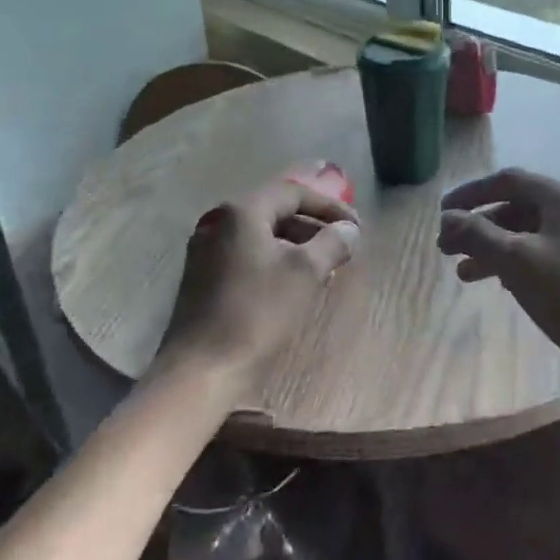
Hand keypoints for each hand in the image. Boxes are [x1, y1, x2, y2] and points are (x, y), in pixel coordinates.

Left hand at [154, 174, 360, 404]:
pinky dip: (276, 261)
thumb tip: (349, 229)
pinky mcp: (205, 277)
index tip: (356, 226)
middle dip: (314, 226)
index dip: (329, 205)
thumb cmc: (257, 312)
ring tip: (326, 268)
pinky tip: (295, 285)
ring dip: (297, 245)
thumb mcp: (305, 273)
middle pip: (276, 211)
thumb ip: (332, 243)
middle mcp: (220, 222)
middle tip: (343, 246)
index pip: (292, 191)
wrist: (202, 367)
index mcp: (242, 212)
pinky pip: (249, 256)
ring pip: (263, 236)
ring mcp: (208, 250)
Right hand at [438, 167, 559, 376]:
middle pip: (517, 207)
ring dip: (493, 249)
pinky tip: (500, 284)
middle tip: (446, 249)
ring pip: (528, 235)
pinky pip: (543, 254)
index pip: (508, 180)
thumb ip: (478, 235)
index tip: (441, 213)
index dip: (471, 194)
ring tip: (464, 275)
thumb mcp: (516, 260)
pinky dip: (515, 264)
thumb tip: (447, 217)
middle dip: (479, 227)